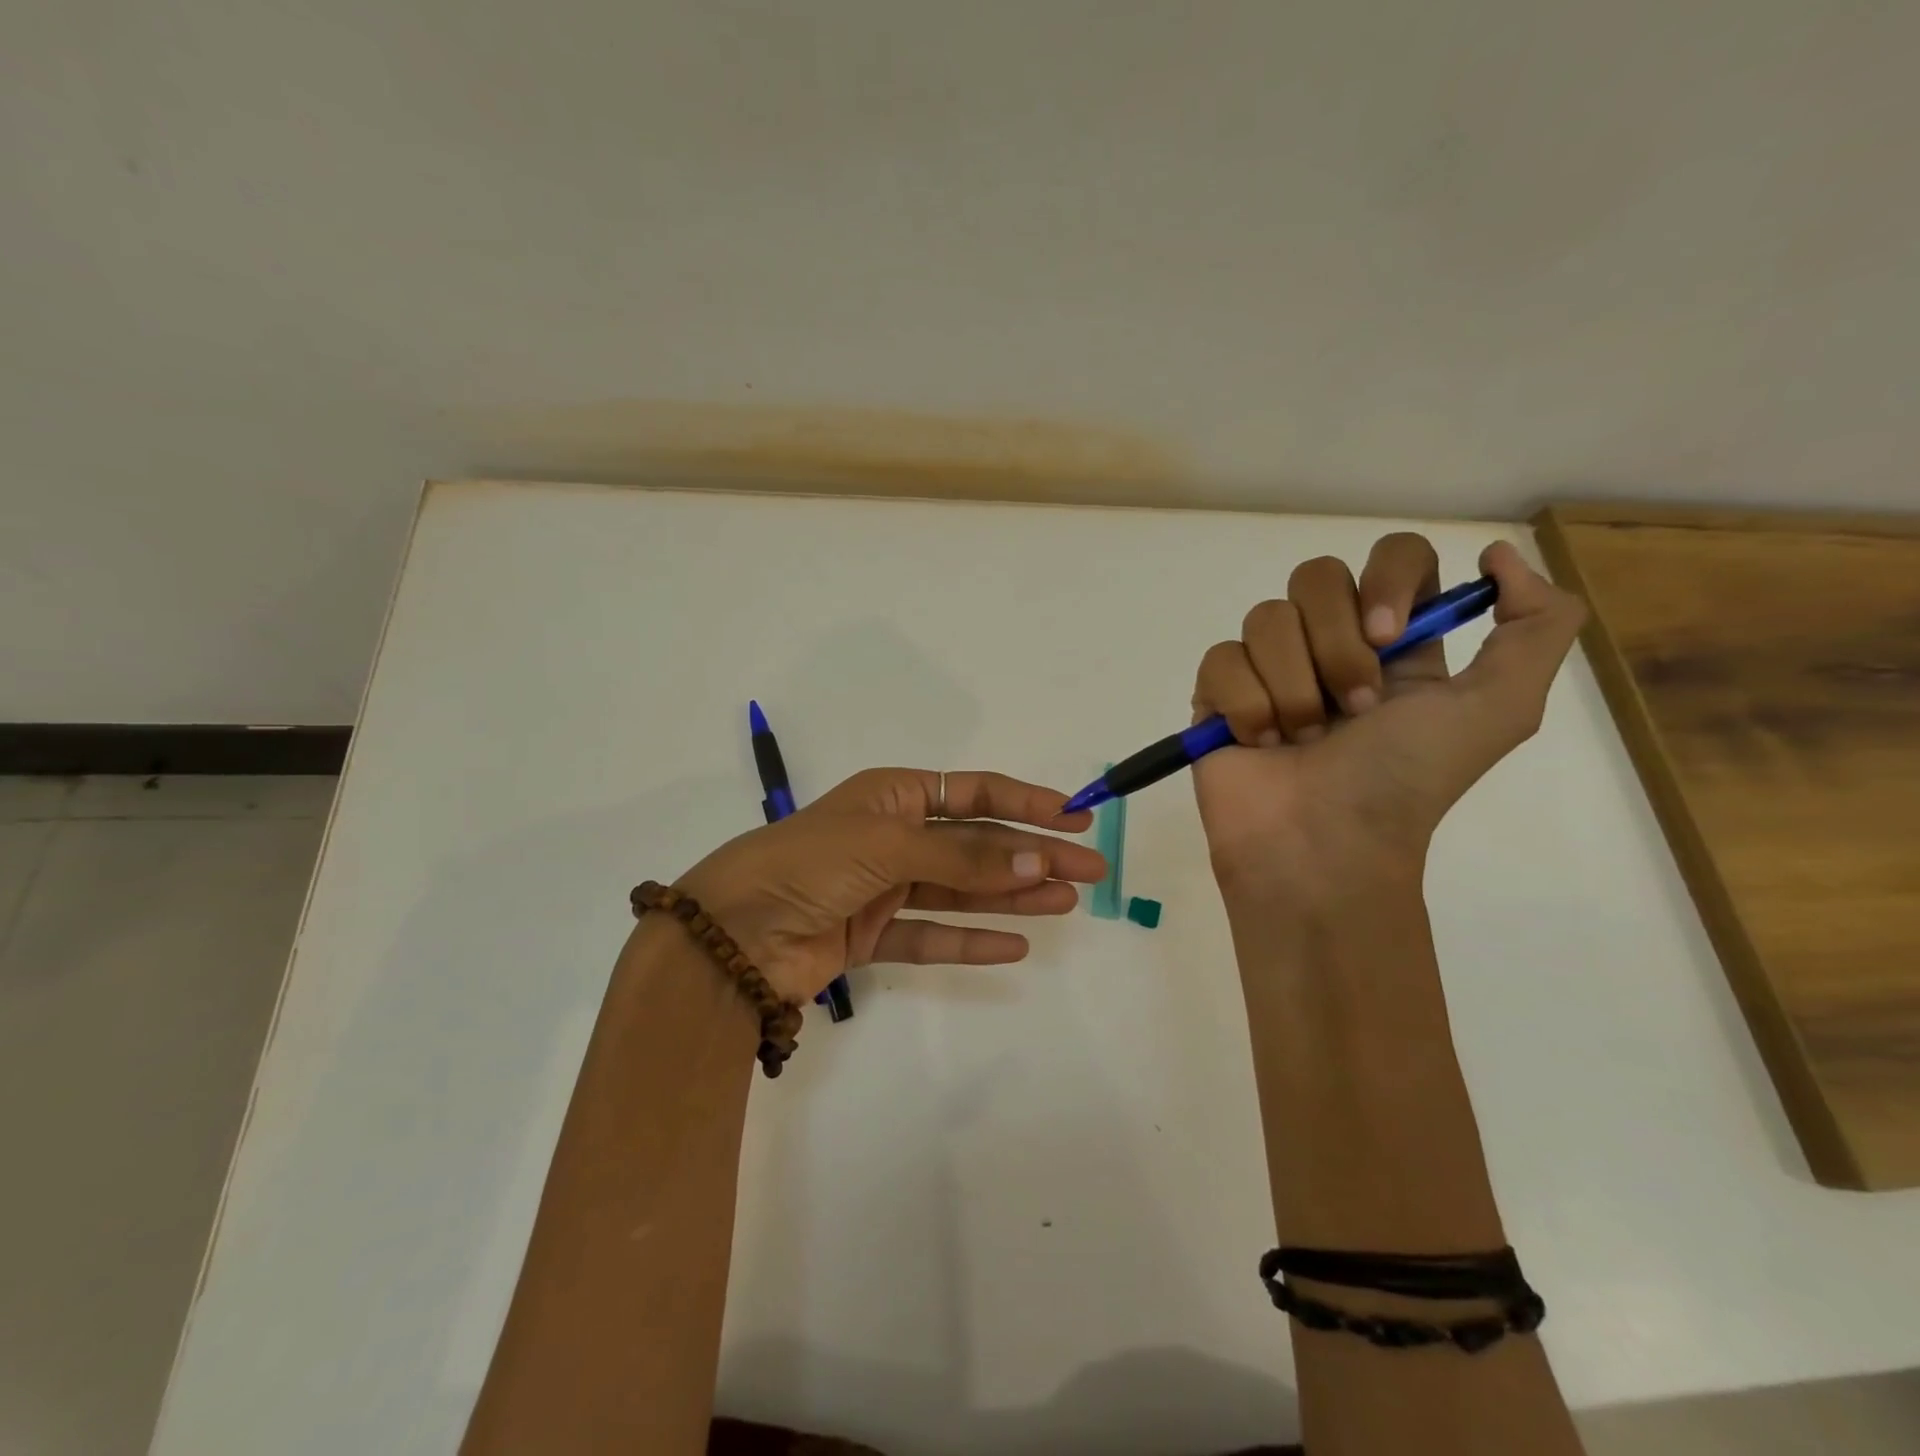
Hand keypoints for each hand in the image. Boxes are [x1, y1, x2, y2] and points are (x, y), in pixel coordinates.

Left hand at [675, 768, 1104, 1003]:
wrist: (732, 934)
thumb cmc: (810, 862)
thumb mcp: (890, 844)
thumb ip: (966, 855)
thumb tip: (1041, 859)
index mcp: (891, 796)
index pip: (972, 793)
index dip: (1025, 802)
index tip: (1075, 816)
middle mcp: (891, 837)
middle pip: (976, 844)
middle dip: (1033, 854)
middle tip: (1089, 870)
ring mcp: (882, 888)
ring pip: (961, 890)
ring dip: (1013, 895)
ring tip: (1066, 902)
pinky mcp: (871, 935)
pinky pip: (932, 936)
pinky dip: (971, 941)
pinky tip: (1015, 944)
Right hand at [1192, 535, 1585, 901]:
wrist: (1322, 846)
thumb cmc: (1404, 781)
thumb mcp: (1501, 709)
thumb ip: (1537, 624)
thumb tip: (1496, 556)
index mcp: (1396, 641)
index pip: (1393, 556)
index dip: (1388, 579)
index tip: (1389, 636)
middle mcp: (1329, 643)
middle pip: (1316, 577)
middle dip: (1335, 646)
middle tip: (1353, 710)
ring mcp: (1268, 667)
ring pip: (1265, 619)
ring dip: (1292, 686)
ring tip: (1301, 739)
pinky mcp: (1217, 694)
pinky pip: (1220, 659)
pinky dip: (1245, 705)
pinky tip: (1257, 742)